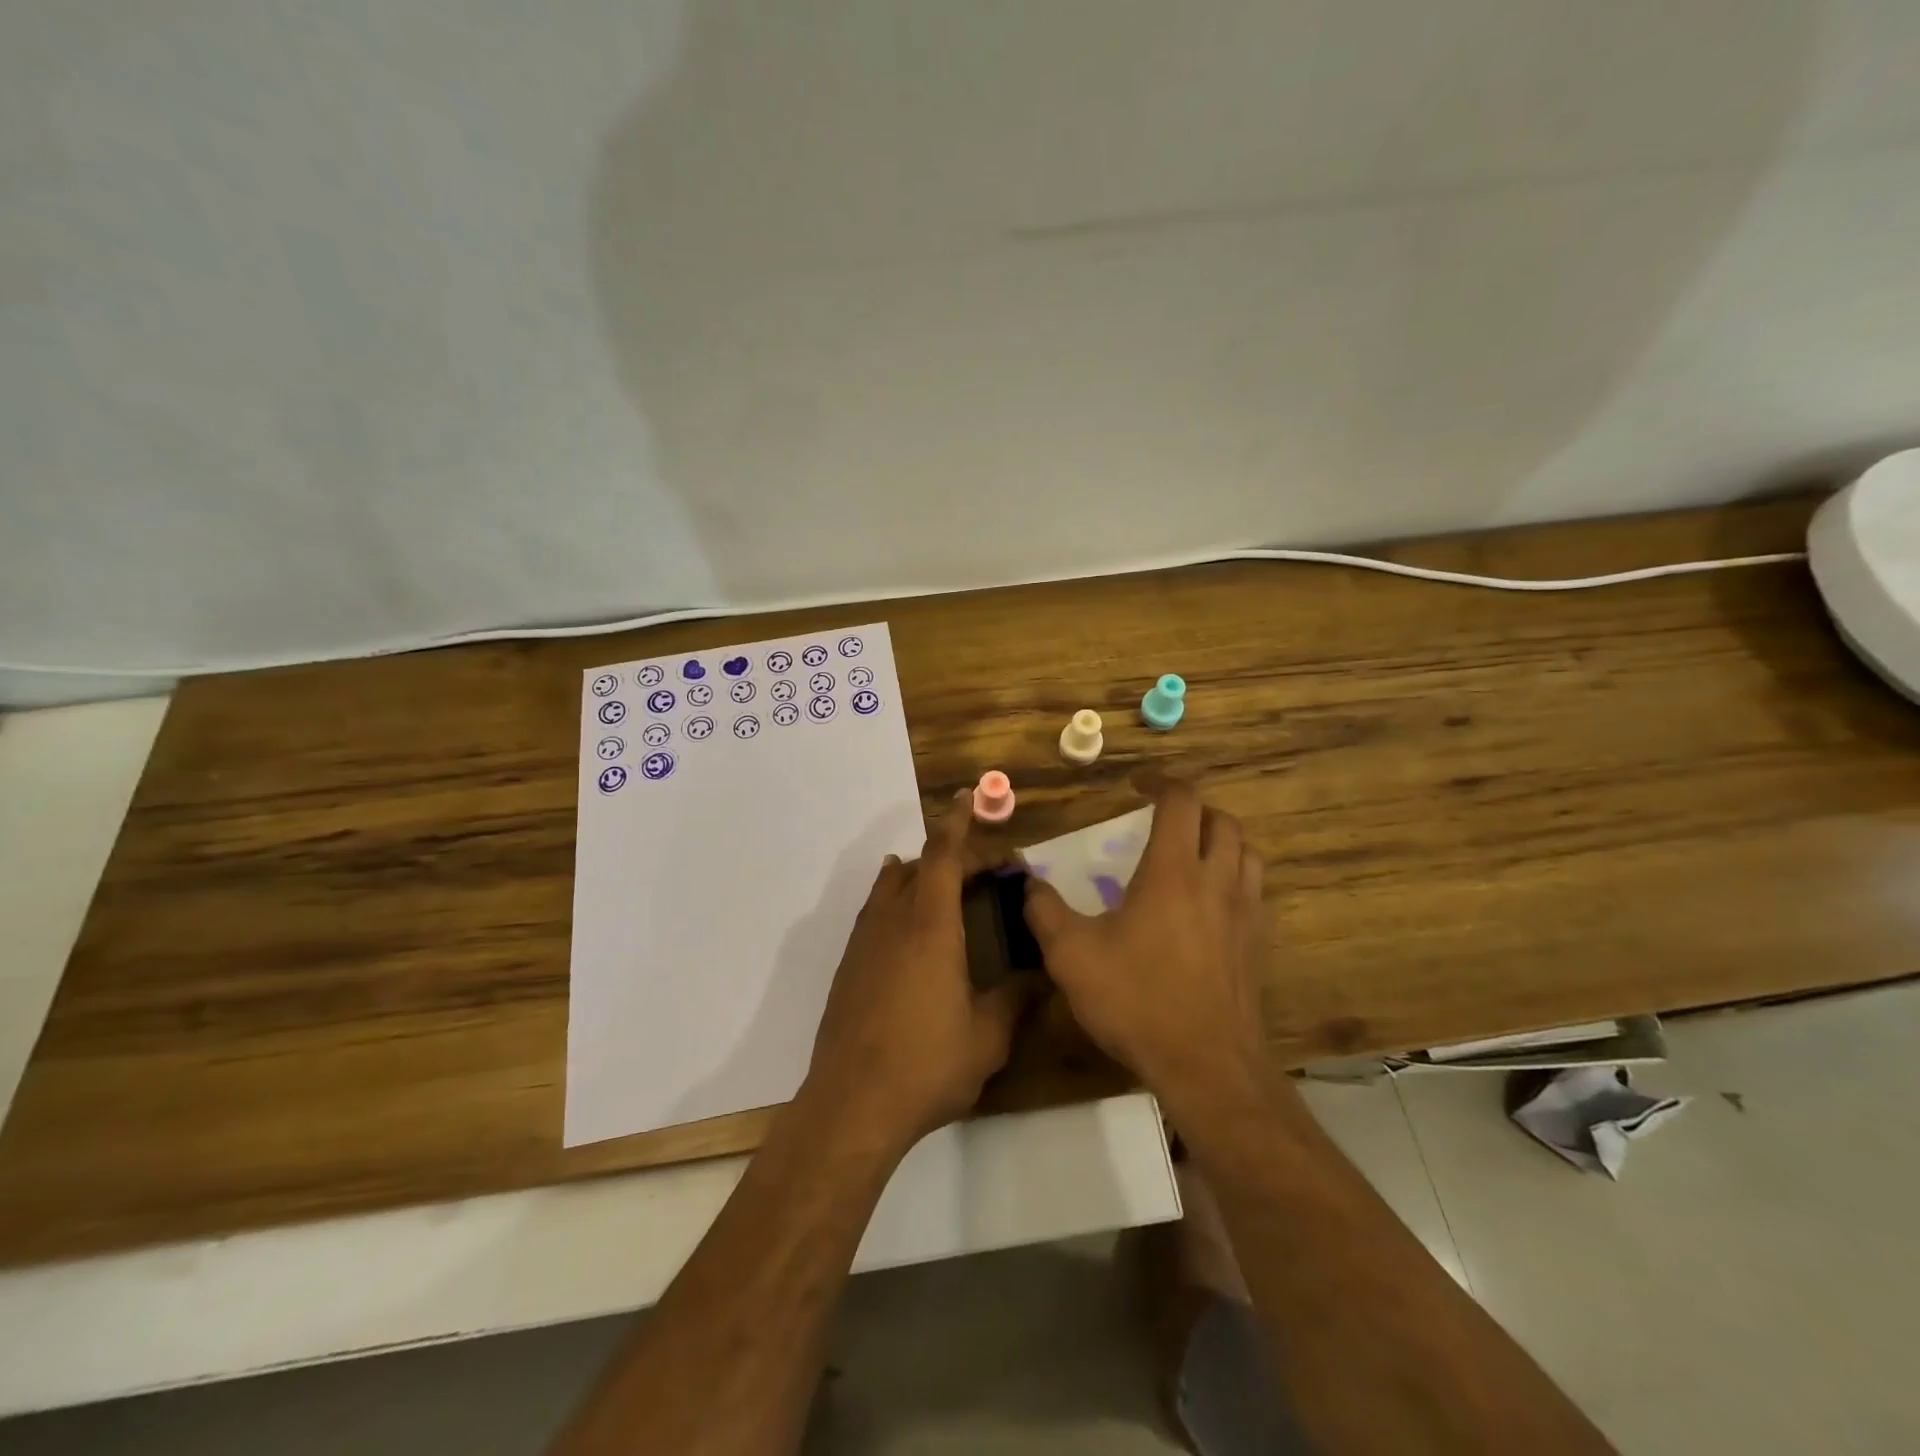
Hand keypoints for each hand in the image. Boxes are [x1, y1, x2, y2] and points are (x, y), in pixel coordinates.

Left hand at [802, 791, 1027, 1153]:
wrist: (852, 1104)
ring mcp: (864, 942)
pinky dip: (897, 900)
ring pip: (890, 885)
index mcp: (931, 926)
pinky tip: (909, 927)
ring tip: (948, 888)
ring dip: (921, 875)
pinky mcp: (848, 966)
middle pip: (920, 865)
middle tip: (987, 872)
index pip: (944, 856)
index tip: (967, 798)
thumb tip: (1044, 977)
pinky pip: (874, 912)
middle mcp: (893, 921)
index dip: (958, 823)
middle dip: (954, 857)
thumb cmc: (927, 1065)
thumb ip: (1017, 999)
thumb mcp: (988, 1037)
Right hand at [1023, 780, 1268, 1118]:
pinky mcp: (1257, 945)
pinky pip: (1253, 891)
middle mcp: (1216, 881)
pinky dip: (1233, 878)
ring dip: (1219, 840)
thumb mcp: (1071, 955)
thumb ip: (1044, 911)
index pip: (1181, 801)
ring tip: (1190, 854)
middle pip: (1221, 820)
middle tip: (1162, 819)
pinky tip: (1208, 905)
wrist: (1207, 1066)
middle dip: (1192, 809)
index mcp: (1173, 872)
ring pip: (1245, 853)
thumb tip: (1027, 882)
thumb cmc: (1137, 1001)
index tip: (1135, 786)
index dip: (1160, 782)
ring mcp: (1244, 913)